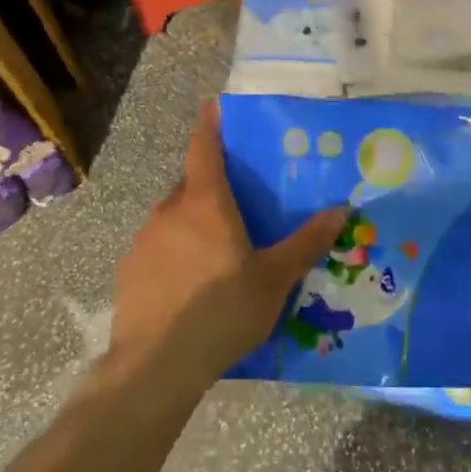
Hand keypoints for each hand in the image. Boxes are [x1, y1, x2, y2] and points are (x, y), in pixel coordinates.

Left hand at [108, 102, 346, 395]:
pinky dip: (174, 254)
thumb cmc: (223, 310)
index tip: (214, 106)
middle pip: (191, 185)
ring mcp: (144, 241)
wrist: (157, 365)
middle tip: (236, 204)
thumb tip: (341, 209)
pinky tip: (189, 287)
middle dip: (211, 186)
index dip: (210, 124)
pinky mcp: (129, 271)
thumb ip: (307, 243)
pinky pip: (157, 249)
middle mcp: (169, 211)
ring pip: (173, 218)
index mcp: (205, 203)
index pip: (204, 147)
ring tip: (216, 255)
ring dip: (192, 224)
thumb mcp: (275, 279)